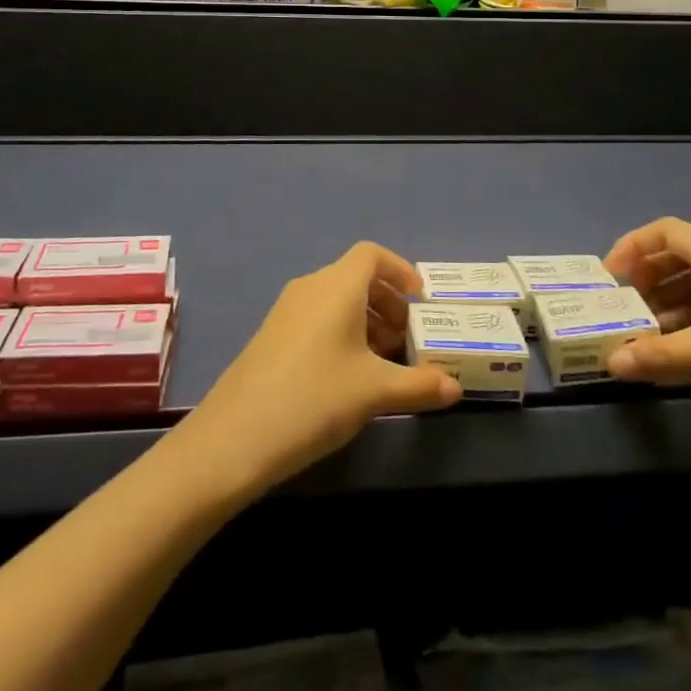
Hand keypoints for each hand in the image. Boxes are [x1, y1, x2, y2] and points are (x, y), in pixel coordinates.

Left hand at [173, 242, 461, 496]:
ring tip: (384, 362)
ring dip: (365, 320)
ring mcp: (287, 310)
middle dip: (387, 302)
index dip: (400, 270)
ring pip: (336, 299)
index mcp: (337, 286)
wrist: (235, 436)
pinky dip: (341, 332)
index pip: (372, 254)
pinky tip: (349, 376)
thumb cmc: (315, 398)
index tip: (421, 301)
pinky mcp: (272, 335)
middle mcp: (311, 287)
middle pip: (356, 276)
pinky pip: (317, 317)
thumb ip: (419, 385)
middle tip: (408, 339)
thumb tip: (455, 388)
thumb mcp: (375, 393)